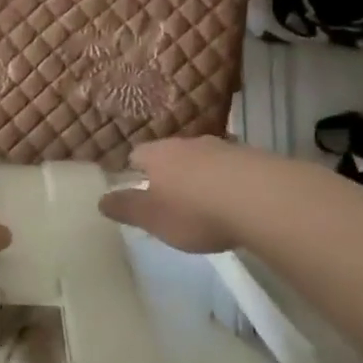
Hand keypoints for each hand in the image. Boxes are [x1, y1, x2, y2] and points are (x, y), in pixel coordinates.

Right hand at [98, 137, 240, 253]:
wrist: (262, 199)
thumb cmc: (196, 211)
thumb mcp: (153, 218)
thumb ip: (126, 209)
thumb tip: (101, 200)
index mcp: (158, 155)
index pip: (137, 154)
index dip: (135, 170)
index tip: (137, 188)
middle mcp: (187, 144)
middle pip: (171, 154)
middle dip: (170, 172)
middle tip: (171, 198)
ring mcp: (222, 147)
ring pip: (203, 159)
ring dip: (201, 175)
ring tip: (205, 201)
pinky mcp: (253, 158)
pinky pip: (231, 167)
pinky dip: (228, 181)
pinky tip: (235, 202)